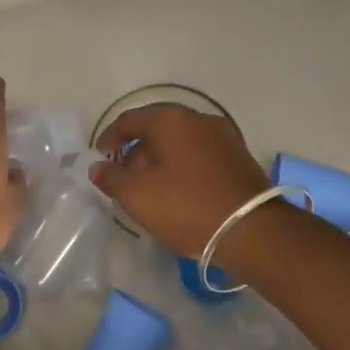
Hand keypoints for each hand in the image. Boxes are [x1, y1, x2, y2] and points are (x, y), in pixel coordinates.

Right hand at [91, 104, 271, 257]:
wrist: (252, 231)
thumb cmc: (187, 206)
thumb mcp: (137, 195)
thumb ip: (111, 177)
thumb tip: (97, 167)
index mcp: (170, 119)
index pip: (130, 119)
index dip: (110, 137)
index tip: (100, 157)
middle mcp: (198, 118)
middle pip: (156, 128)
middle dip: (136, 150)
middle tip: (124, 176)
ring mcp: (223, 136)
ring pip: (180, 141)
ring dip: (160, 159)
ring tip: (150, 188)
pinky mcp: (238, 157)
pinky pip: (199, 154)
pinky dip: (183, 166)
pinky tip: (179, 192)